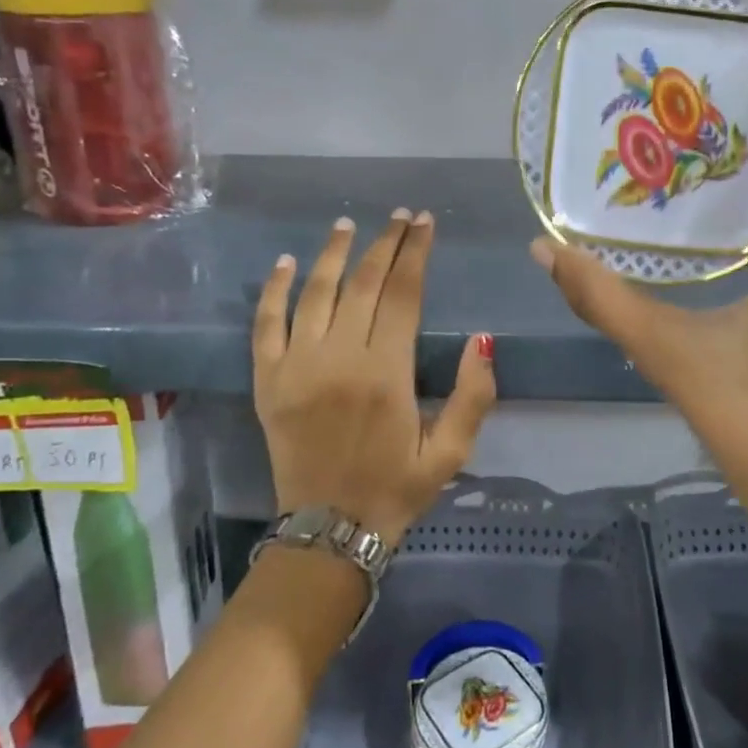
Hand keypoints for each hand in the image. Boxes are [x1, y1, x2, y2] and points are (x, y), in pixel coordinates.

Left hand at [254, 210, 495, 544]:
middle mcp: (339, 360)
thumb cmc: (396, 488)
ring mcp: (297, 368)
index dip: (415, 253)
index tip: (424, 223)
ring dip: (333, 254)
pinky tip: (285, 262)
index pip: (402, 295)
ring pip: (316, 294)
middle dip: (384, 244)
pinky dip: (274, 291)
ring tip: (348, 224)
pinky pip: (266, 325)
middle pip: (363, 285)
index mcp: (386, 374)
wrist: (329, 530)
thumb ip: (473, 395)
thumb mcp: (452, 452)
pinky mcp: (268, 382)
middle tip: (399, 216)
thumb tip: (480, 338)